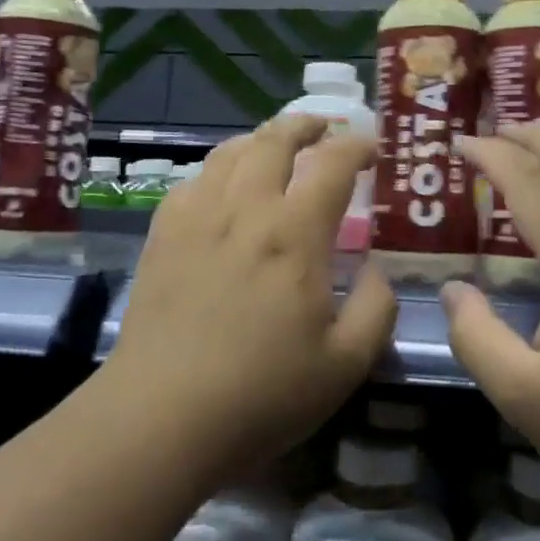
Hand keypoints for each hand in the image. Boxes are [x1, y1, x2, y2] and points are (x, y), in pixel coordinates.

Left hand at [105, 116, 395, 487]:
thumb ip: (376, 308)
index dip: (358, 145)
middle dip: (306, 124)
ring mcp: (197, 216)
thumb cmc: (262, 393)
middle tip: (325, 128)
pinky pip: (194, 180)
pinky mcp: (163, 234)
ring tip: (277, 147)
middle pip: (275, 139)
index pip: (333, 162)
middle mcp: (245, 208)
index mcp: (295, 232)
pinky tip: (224, 188)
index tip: (373, 149)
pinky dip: (220, 169)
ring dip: (262, 139)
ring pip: (231, 151)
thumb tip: (377, 271)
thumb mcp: (346, 363)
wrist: (161, 416)